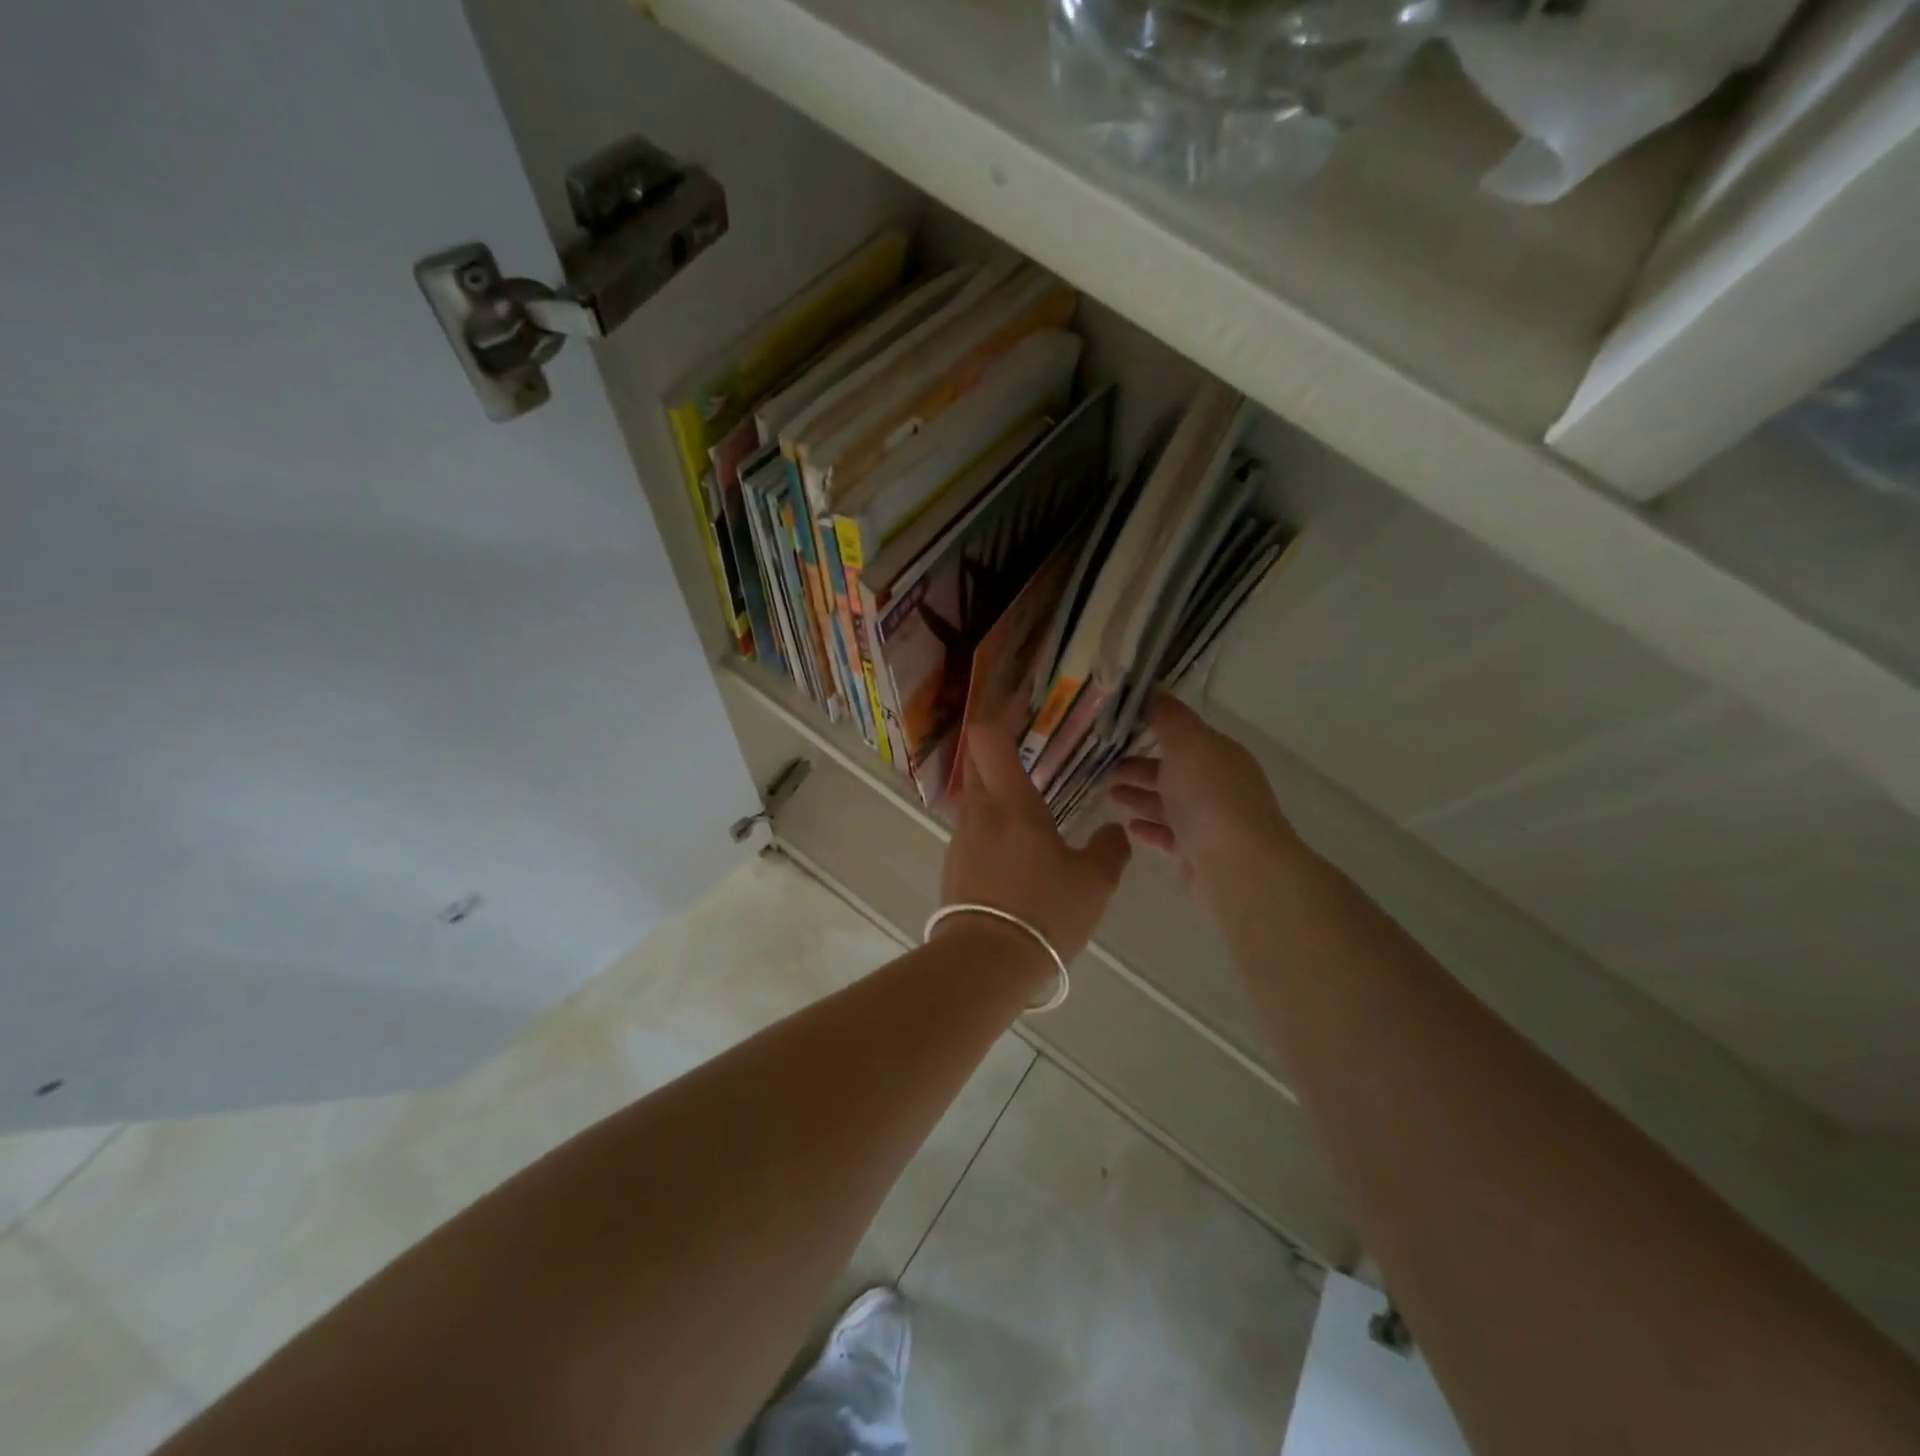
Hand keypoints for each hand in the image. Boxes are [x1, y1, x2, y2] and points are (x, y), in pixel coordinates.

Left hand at [939, 718, 1131, 963]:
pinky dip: (991, 824)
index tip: (1019, 705)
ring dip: (995, 790)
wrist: (986, 963)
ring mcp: (961, 839)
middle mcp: (979, 811)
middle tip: (1028, 747)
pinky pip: (972, 830)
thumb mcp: (1094, 882)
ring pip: (975, 797)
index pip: (987, 738)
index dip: (999, 714)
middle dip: (997, 747)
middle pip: (977, 761)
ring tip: (1030, 803)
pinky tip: (1016, 848)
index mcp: (1011, 802)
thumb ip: (1109, 849)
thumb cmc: (1044, 911)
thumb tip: (1113, 833)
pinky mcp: (953, 866)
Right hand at [1110, 693, 1298, 922]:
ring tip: (1109, 794)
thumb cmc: (1210, 797)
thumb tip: (1154, 687)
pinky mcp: (1199, 853)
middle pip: (1173, 770)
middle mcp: (1218, 784)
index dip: (1151, 728)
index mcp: (1219, 754)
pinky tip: (1128, 827)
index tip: (1115, 727)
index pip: (1183, 735)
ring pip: (1169, 803)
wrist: (1237, 867)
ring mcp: (1211, 821)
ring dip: (1140, 796)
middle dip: (1139, 766)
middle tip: (1102, 766)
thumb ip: (1168, 717)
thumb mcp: (1187, 744)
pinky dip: (1150, 828)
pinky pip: (1170, 835)